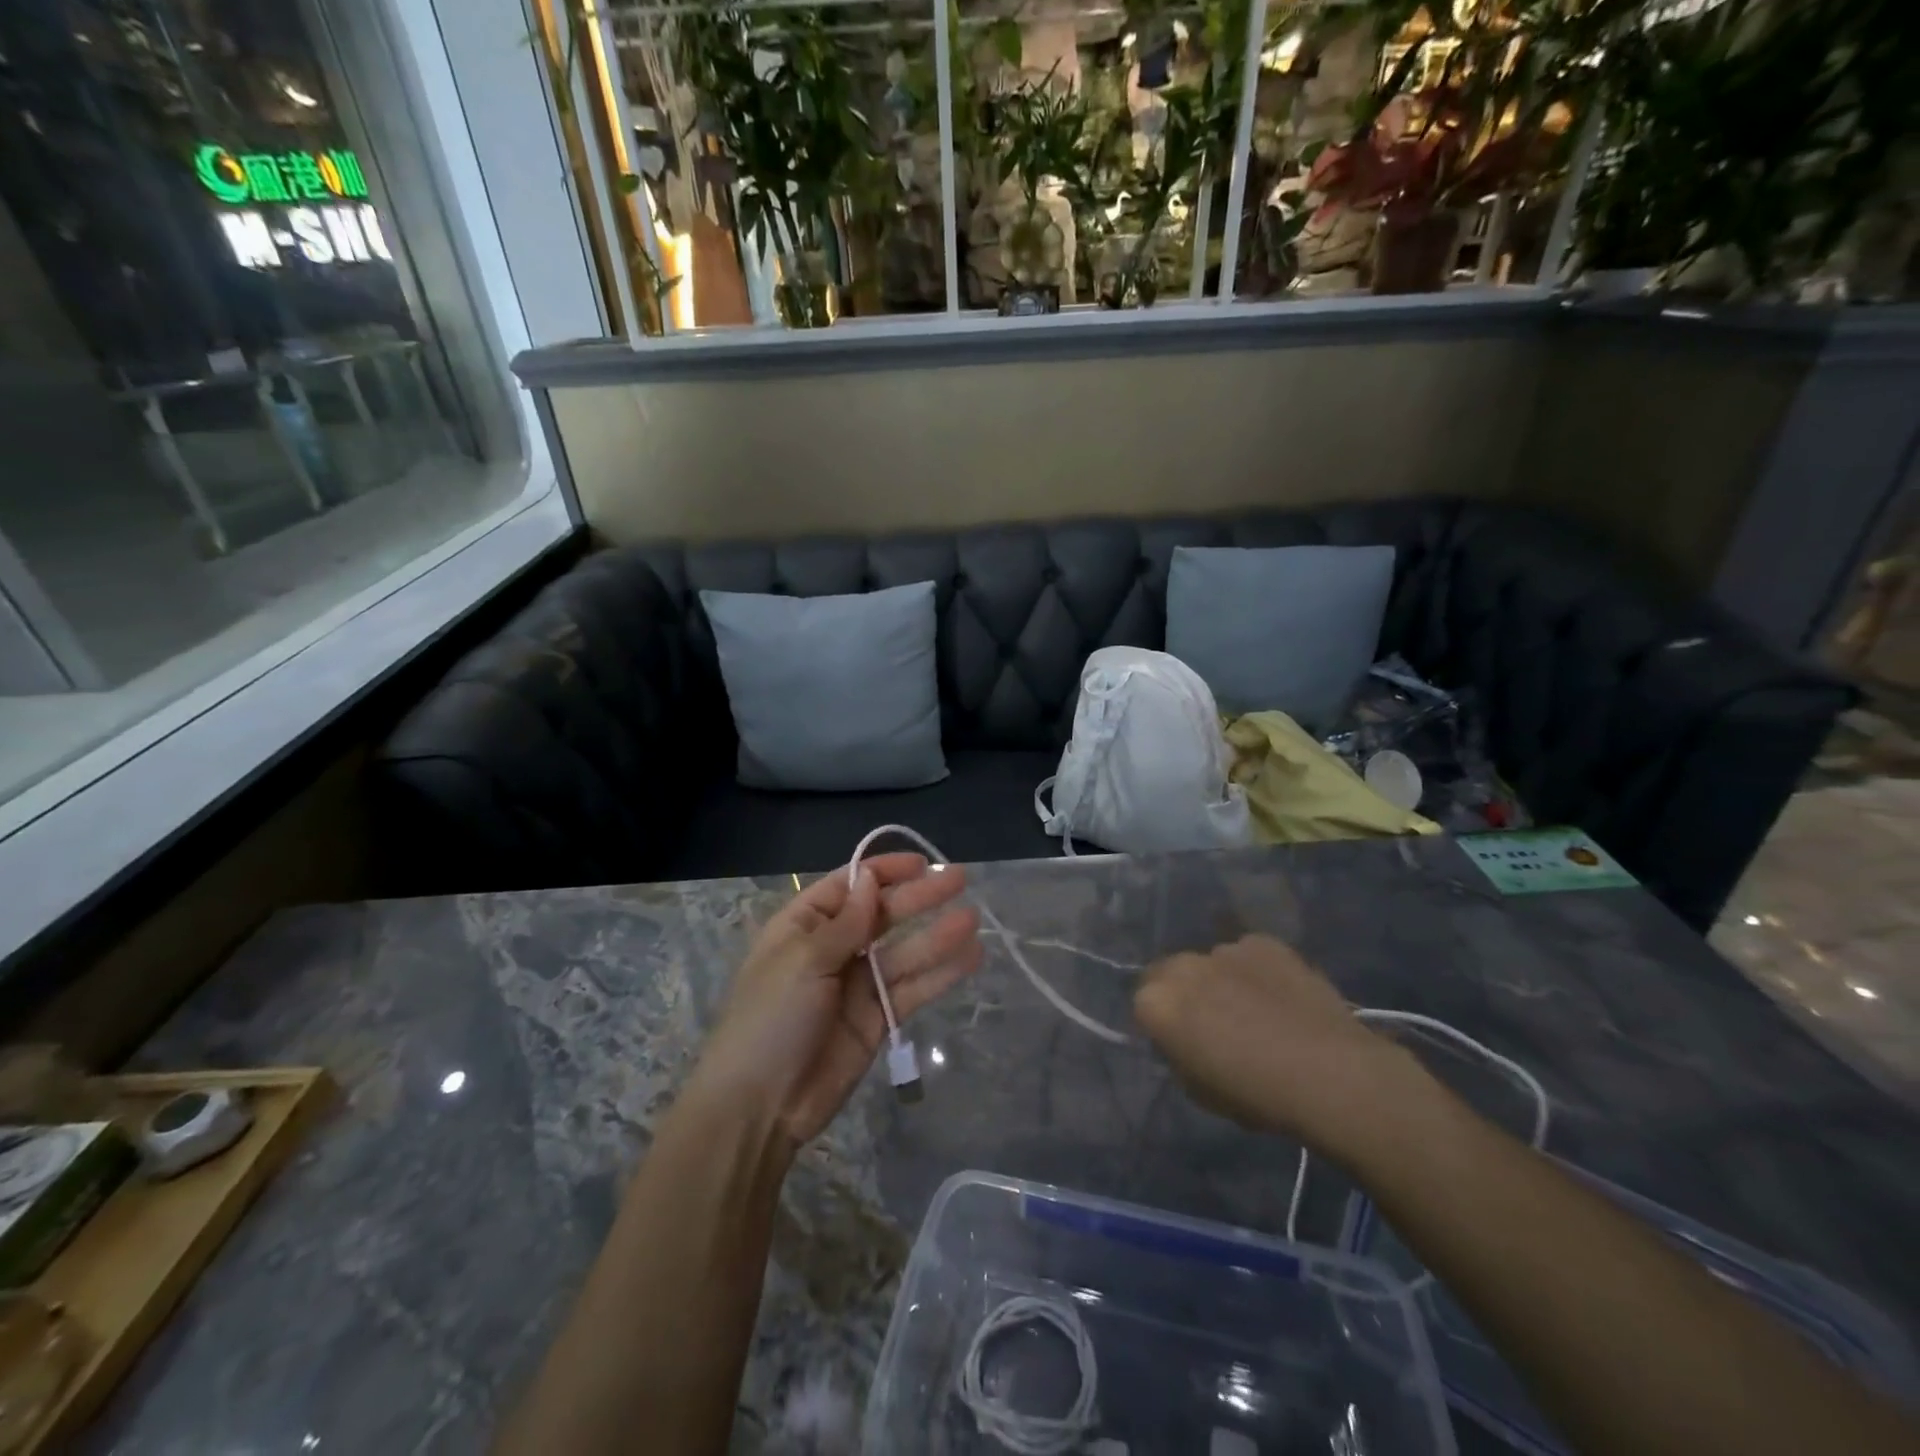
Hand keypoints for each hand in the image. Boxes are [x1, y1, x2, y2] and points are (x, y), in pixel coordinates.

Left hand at [689, 853, 981, 1150]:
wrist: (759, 1106)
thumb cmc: (772, 1018)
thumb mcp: (803, 960)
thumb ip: (846, 923)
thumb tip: (870, 879)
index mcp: (804, 926)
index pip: (848, 886)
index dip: (883, 872)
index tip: (920, 863)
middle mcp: (833, 949)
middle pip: (882, 915)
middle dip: (919, 897)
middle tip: (959, 879)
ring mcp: (857, 985)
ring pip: (904, 952)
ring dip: (937, 935)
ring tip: (973, 918)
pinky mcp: (878, 1019)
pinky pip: (913, 989)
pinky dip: (941, 974)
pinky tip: (971, 957)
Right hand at [1135, 935, 1416, 1146]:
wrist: (1329, 1074)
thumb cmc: (1256, 1096)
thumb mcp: (1199, 1090)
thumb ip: (1179, 1055)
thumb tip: (1184, 1041)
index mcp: (1157, 1003)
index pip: (1142, 1004)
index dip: (1161, 1024)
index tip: (1181, 1043)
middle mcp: (1183, 965)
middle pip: (1169, 972)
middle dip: (1183, 992)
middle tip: (1212, 1022)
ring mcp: (1224, 948)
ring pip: (1211, 963)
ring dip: (1220, 980)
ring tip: (1254, 1010)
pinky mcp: (1263, 942)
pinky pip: (1248, 955)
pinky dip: (1255, 971)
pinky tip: (1281, 997)